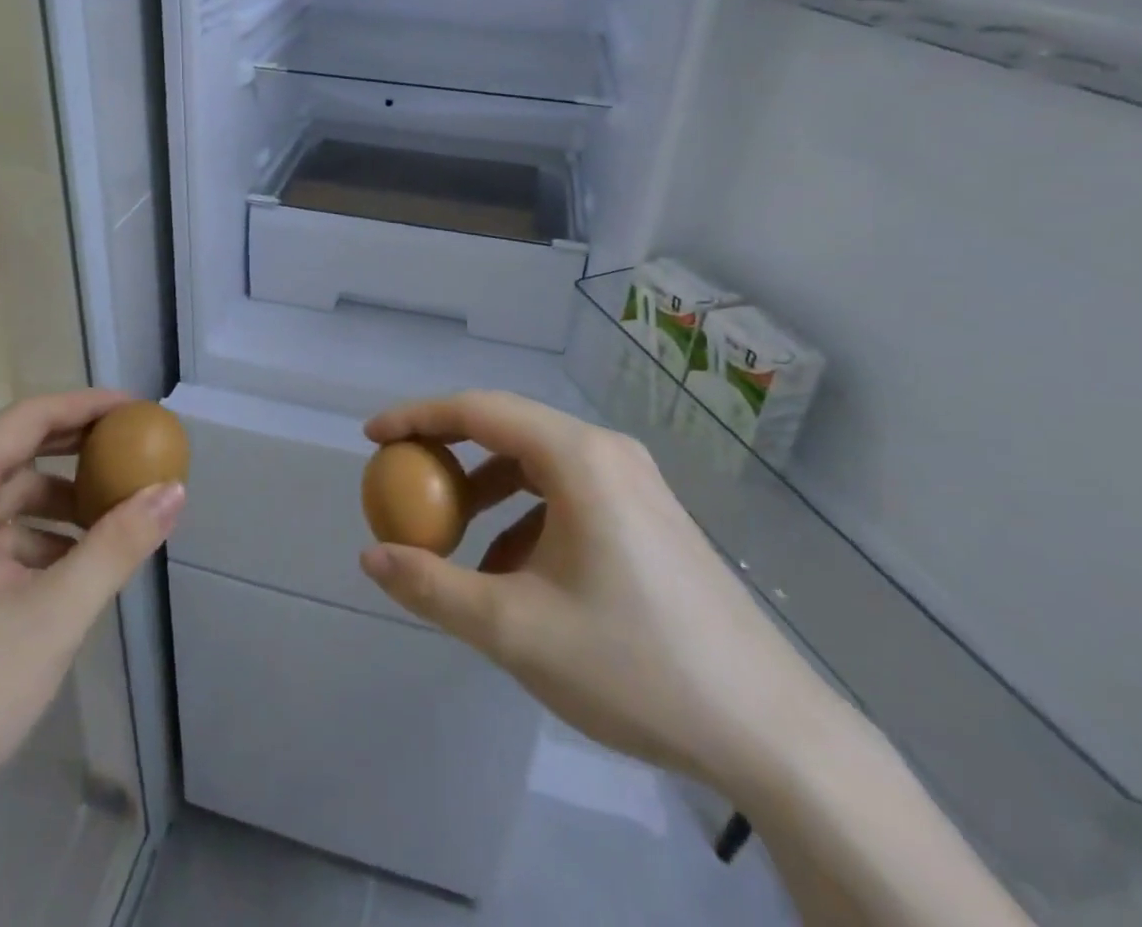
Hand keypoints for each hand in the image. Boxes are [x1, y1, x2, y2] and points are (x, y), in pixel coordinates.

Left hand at [0, 389, 185, 839]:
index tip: (141, 414)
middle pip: (17, 454)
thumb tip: (173, 491)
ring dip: (60, 508)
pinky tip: (70, 576)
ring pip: (4, 503)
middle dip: (80, 456)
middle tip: (137, 460)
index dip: (90, 407)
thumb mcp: (50, 619)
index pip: (29, 418)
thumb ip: (116, 547)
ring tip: (115, 528)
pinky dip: (34, 543)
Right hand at [358, 390, 837, 792]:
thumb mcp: (515, 629)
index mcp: (578, 457)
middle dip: (448, 453)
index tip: (372, 439)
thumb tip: (372, 558)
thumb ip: (434, 587)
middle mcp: (607, 452)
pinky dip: (524, 518)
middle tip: (403, 482)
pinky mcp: (648, 516)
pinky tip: (514, 576)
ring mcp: (634, 482)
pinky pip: (566, 494)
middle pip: (507, 429)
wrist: (769, 732)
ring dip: (486, 492)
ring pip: (537, 464)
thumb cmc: (634, 665)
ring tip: (455, 542)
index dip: (417, 418)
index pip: (478, 410)